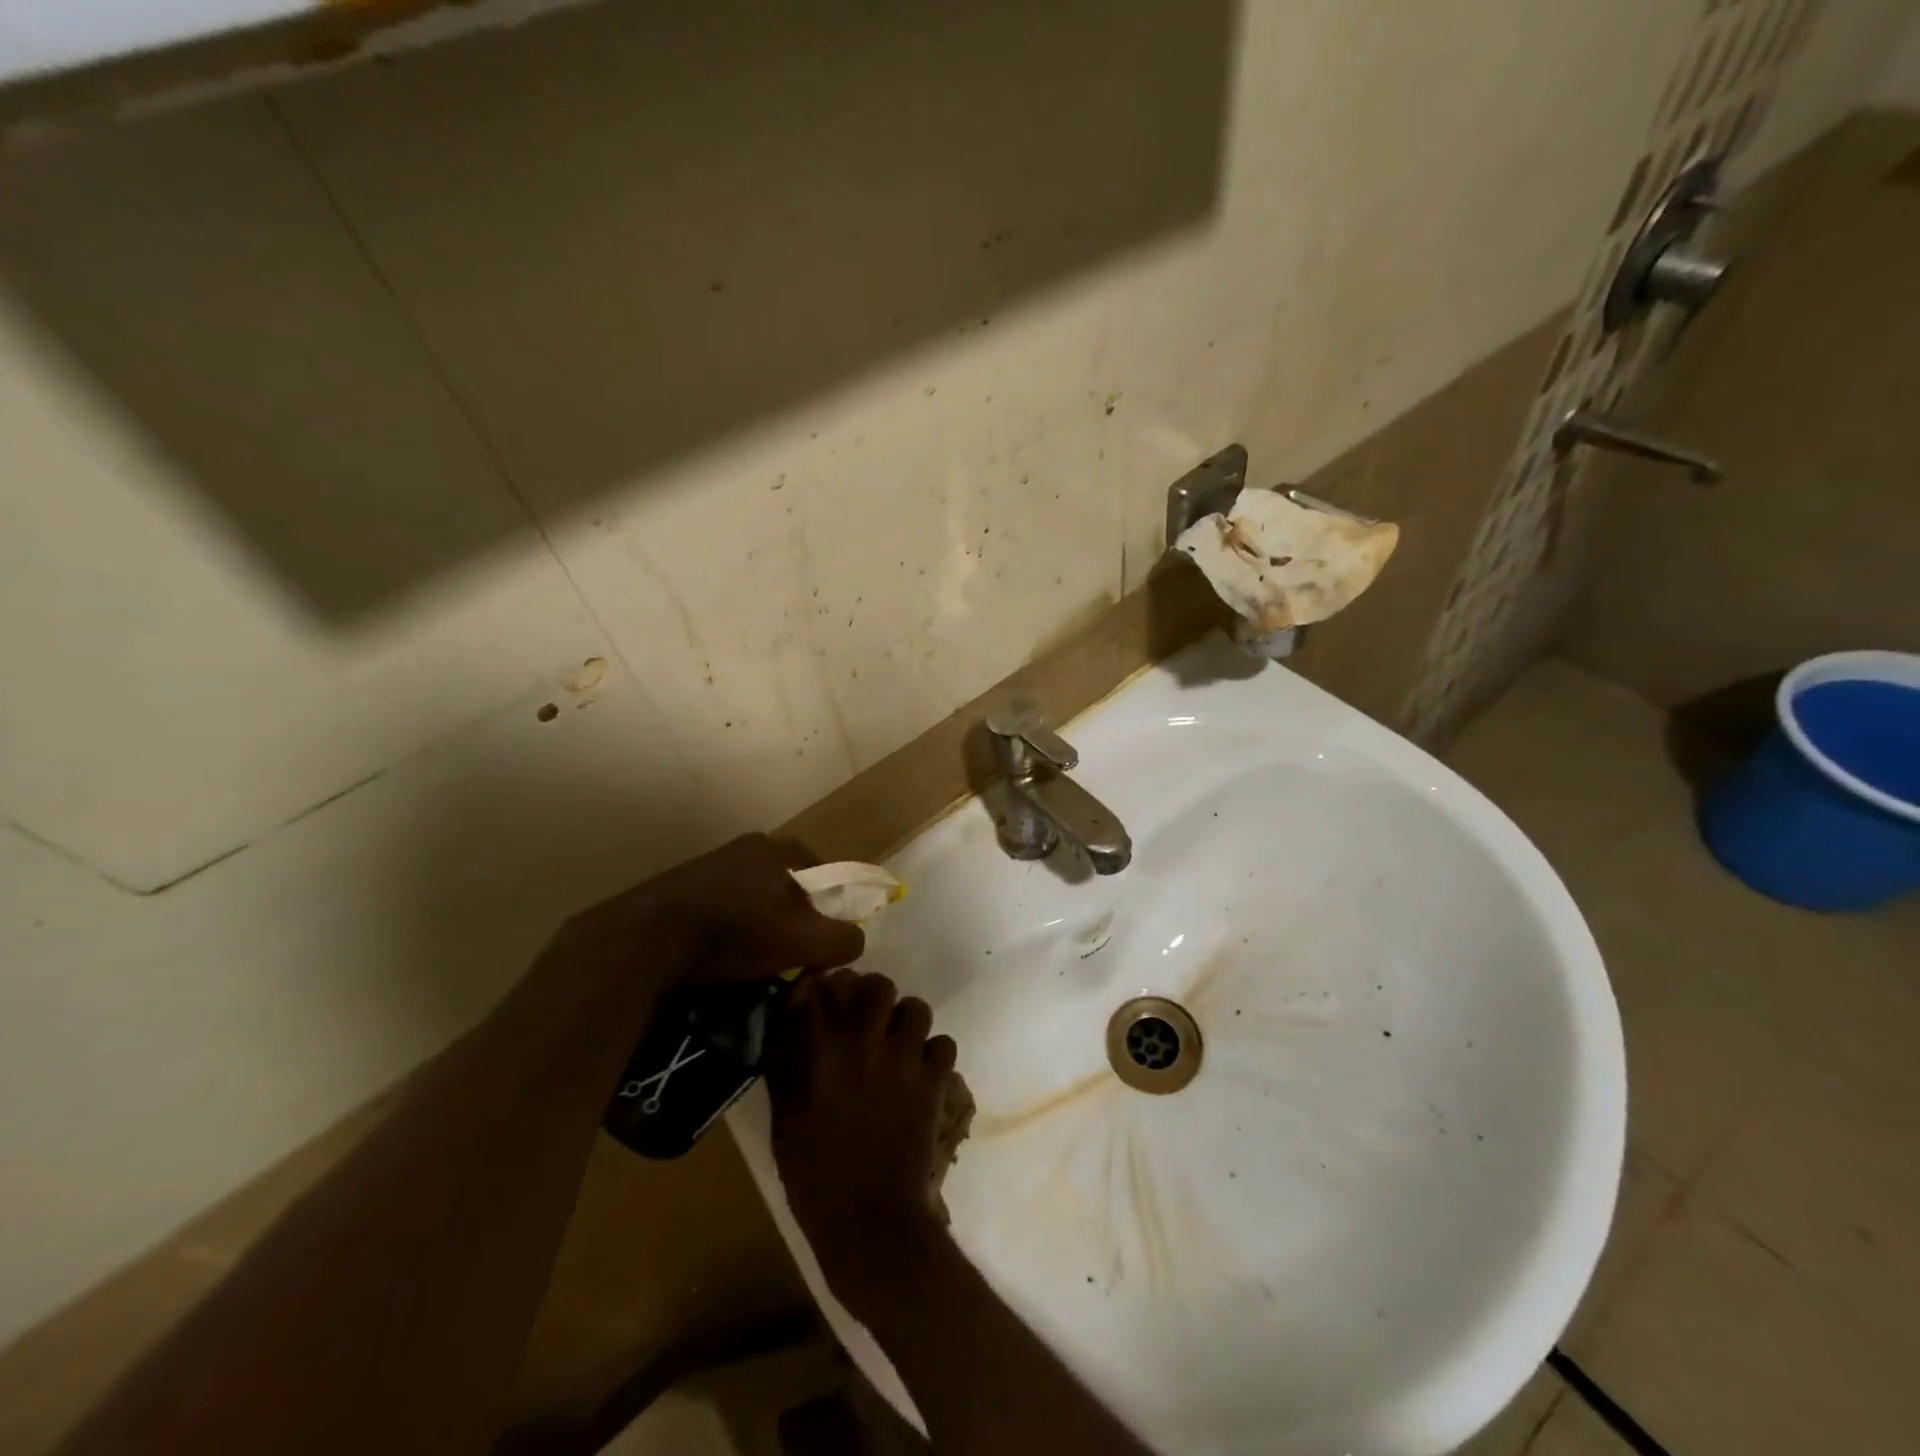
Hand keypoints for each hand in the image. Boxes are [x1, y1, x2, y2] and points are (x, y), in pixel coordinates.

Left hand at [541, 834, 866, 999]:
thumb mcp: (805, 940)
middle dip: (795, 918)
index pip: (827, 874)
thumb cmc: (738, 931)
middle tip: (791, 953)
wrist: (649, 938)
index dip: (832, 909)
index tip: (823, 942)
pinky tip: (721, 955)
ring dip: (760, 924)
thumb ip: (843, 939)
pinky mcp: (683, 885)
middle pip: (790, 886)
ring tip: (754, 961)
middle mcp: (750, 846)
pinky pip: (723, 906)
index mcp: (782, 849)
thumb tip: (855, 940)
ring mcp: (713, 863)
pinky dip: (729, 928)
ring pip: (755, 896)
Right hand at [766, 969, 957, 1321]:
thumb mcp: (785, 1114)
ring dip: (907, 1020)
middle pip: (877, 985)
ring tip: (899, 1042)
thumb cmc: (813, 1173)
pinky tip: (921, 1072)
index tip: (826, 994)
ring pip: (917, 1007)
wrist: (867, 1221)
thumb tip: (794, 1016)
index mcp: (819, 1049)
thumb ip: (788, 1059)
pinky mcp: (933, 1080)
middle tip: (869, 1016)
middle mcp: (863, 1041)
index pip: (822, 985)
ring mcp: (903, 1058)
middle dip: (873, 995)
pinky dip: (934, 1053)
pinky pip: (943, 1044)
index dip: (825, 984)